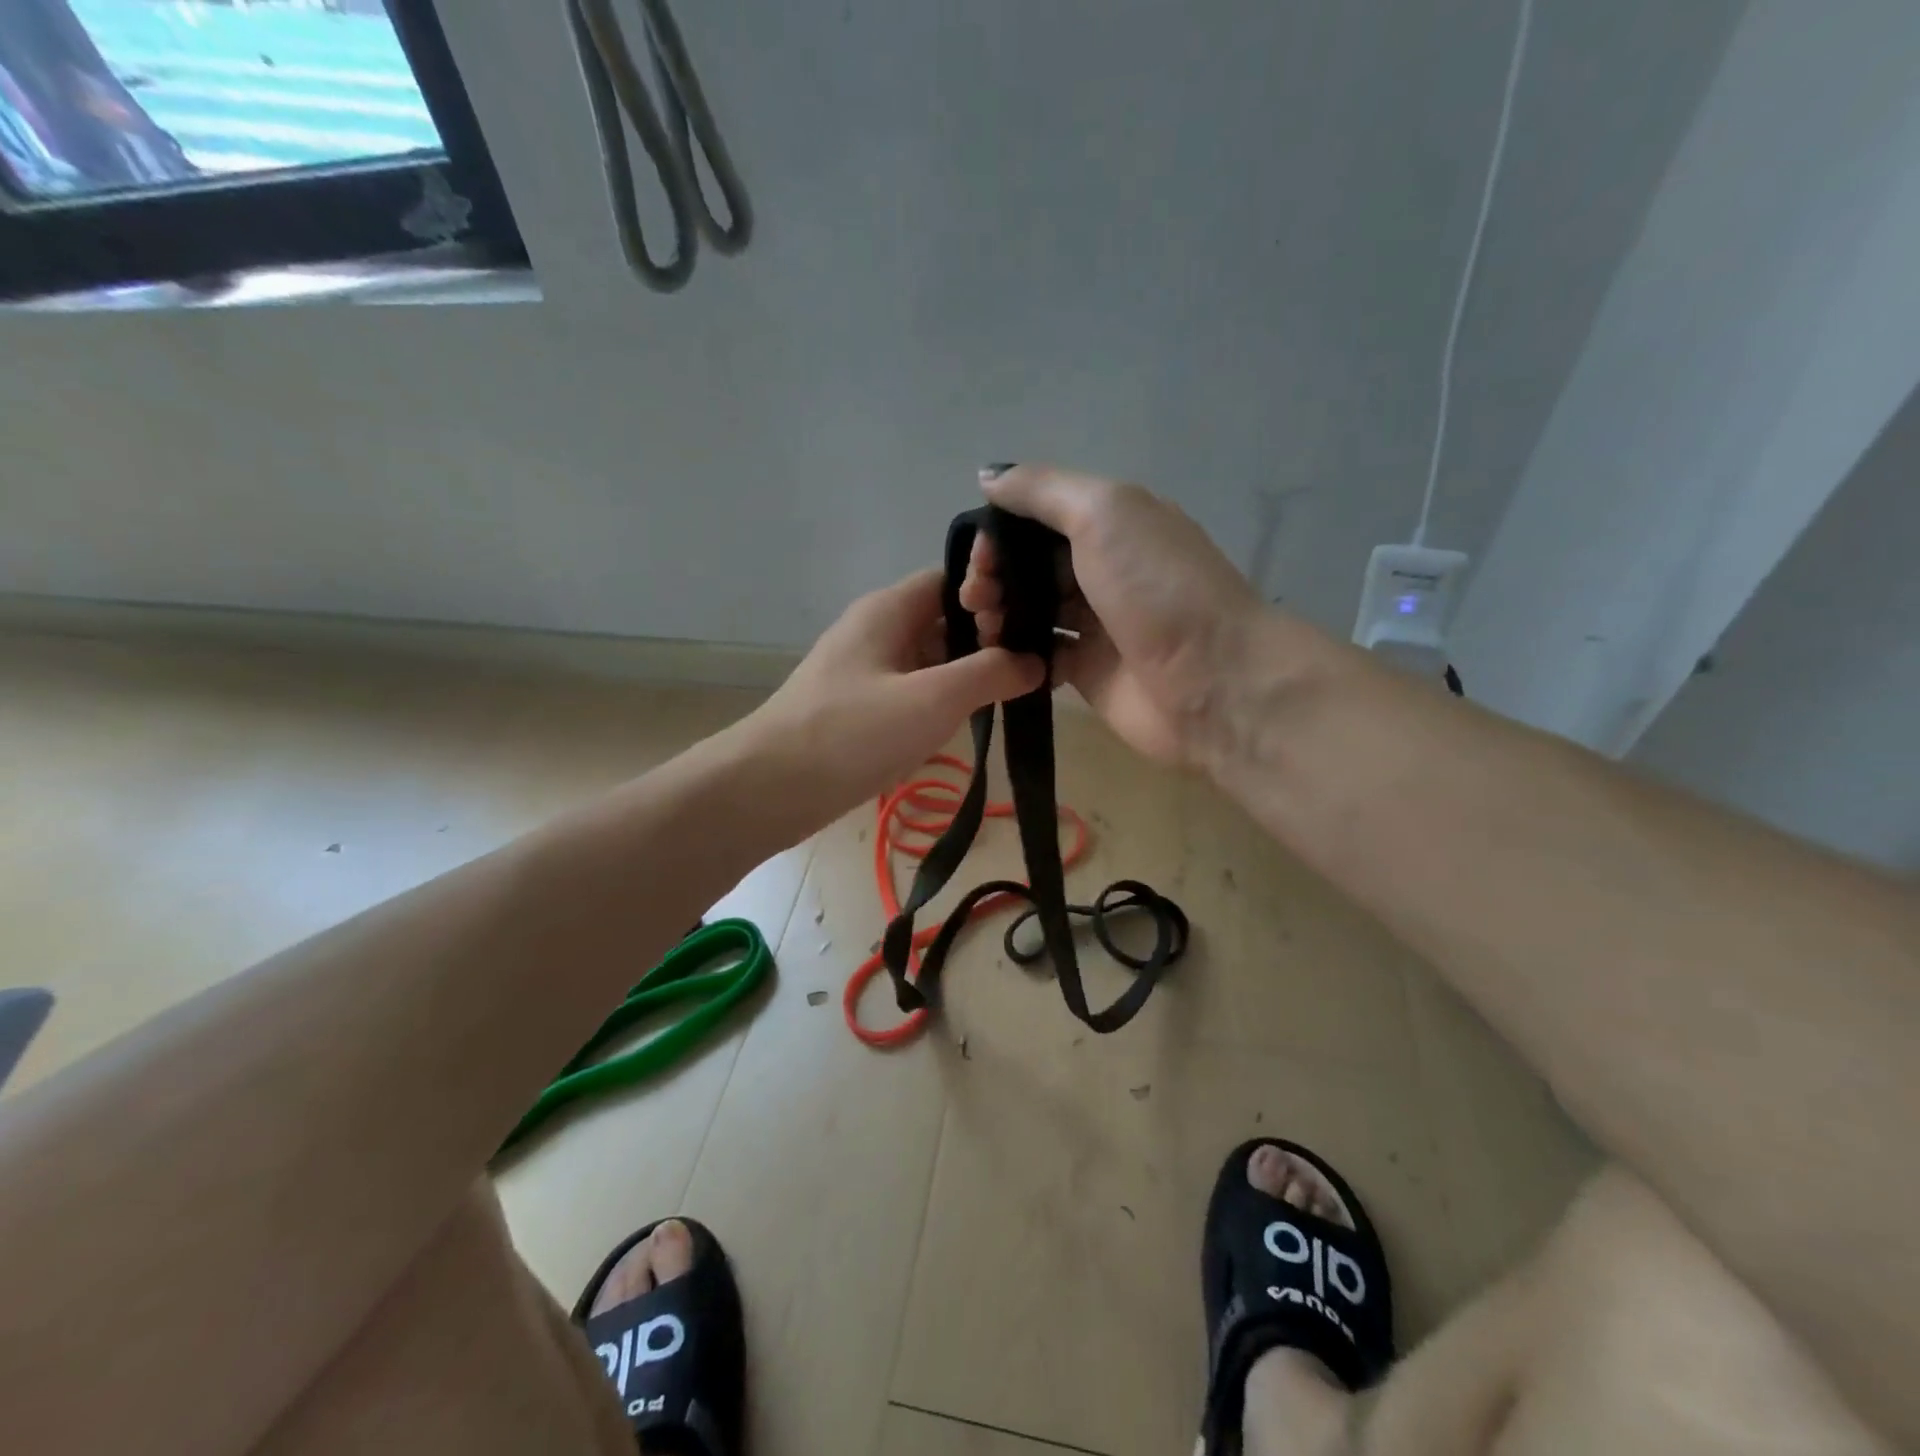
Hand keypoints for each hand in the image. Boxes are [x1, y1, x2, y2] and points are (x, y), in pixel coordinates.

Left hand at [744, 566, 1043, 819]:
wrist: (770, 789)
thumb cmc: (852, 733)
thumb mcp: (932, 699)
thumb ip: (990, 674)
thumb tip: (1035, 660)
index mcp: (889, 609)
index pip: (954, 579)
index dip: (996, 594)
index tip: (1034, 626)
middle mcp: (877, 630)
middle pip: (945, 618)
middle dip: (989, 638)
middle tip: (1035, 667)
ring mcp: (866, 670)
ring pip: (931, 658)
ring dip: (968, 673)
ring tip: (1016, 694)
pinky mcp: (861, 707)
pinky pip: (913, 690)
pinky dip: (943, 700)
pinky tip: (970, 721)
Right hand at [960, 466, 1265, 766]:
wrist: (1212, 682)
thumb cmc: (1156, 587)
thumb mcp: (1103, 513)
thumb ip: (1042, 490)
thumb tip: (988, 476)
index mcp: (1114, 523)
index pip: (1039, 518)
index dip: (1000, 533)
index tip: (978, 558)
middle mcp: (1104, 569)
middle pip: (1030, 565)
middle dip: (993, 576)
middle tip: (974, 598)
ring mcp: (1097, 624)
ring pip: (1031, 610)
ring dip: (998, 614)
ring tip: (984, 628)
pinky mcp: (1089, 672)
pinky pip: (1041, 655)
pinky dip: (1016, 654)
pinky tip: (999, 658)